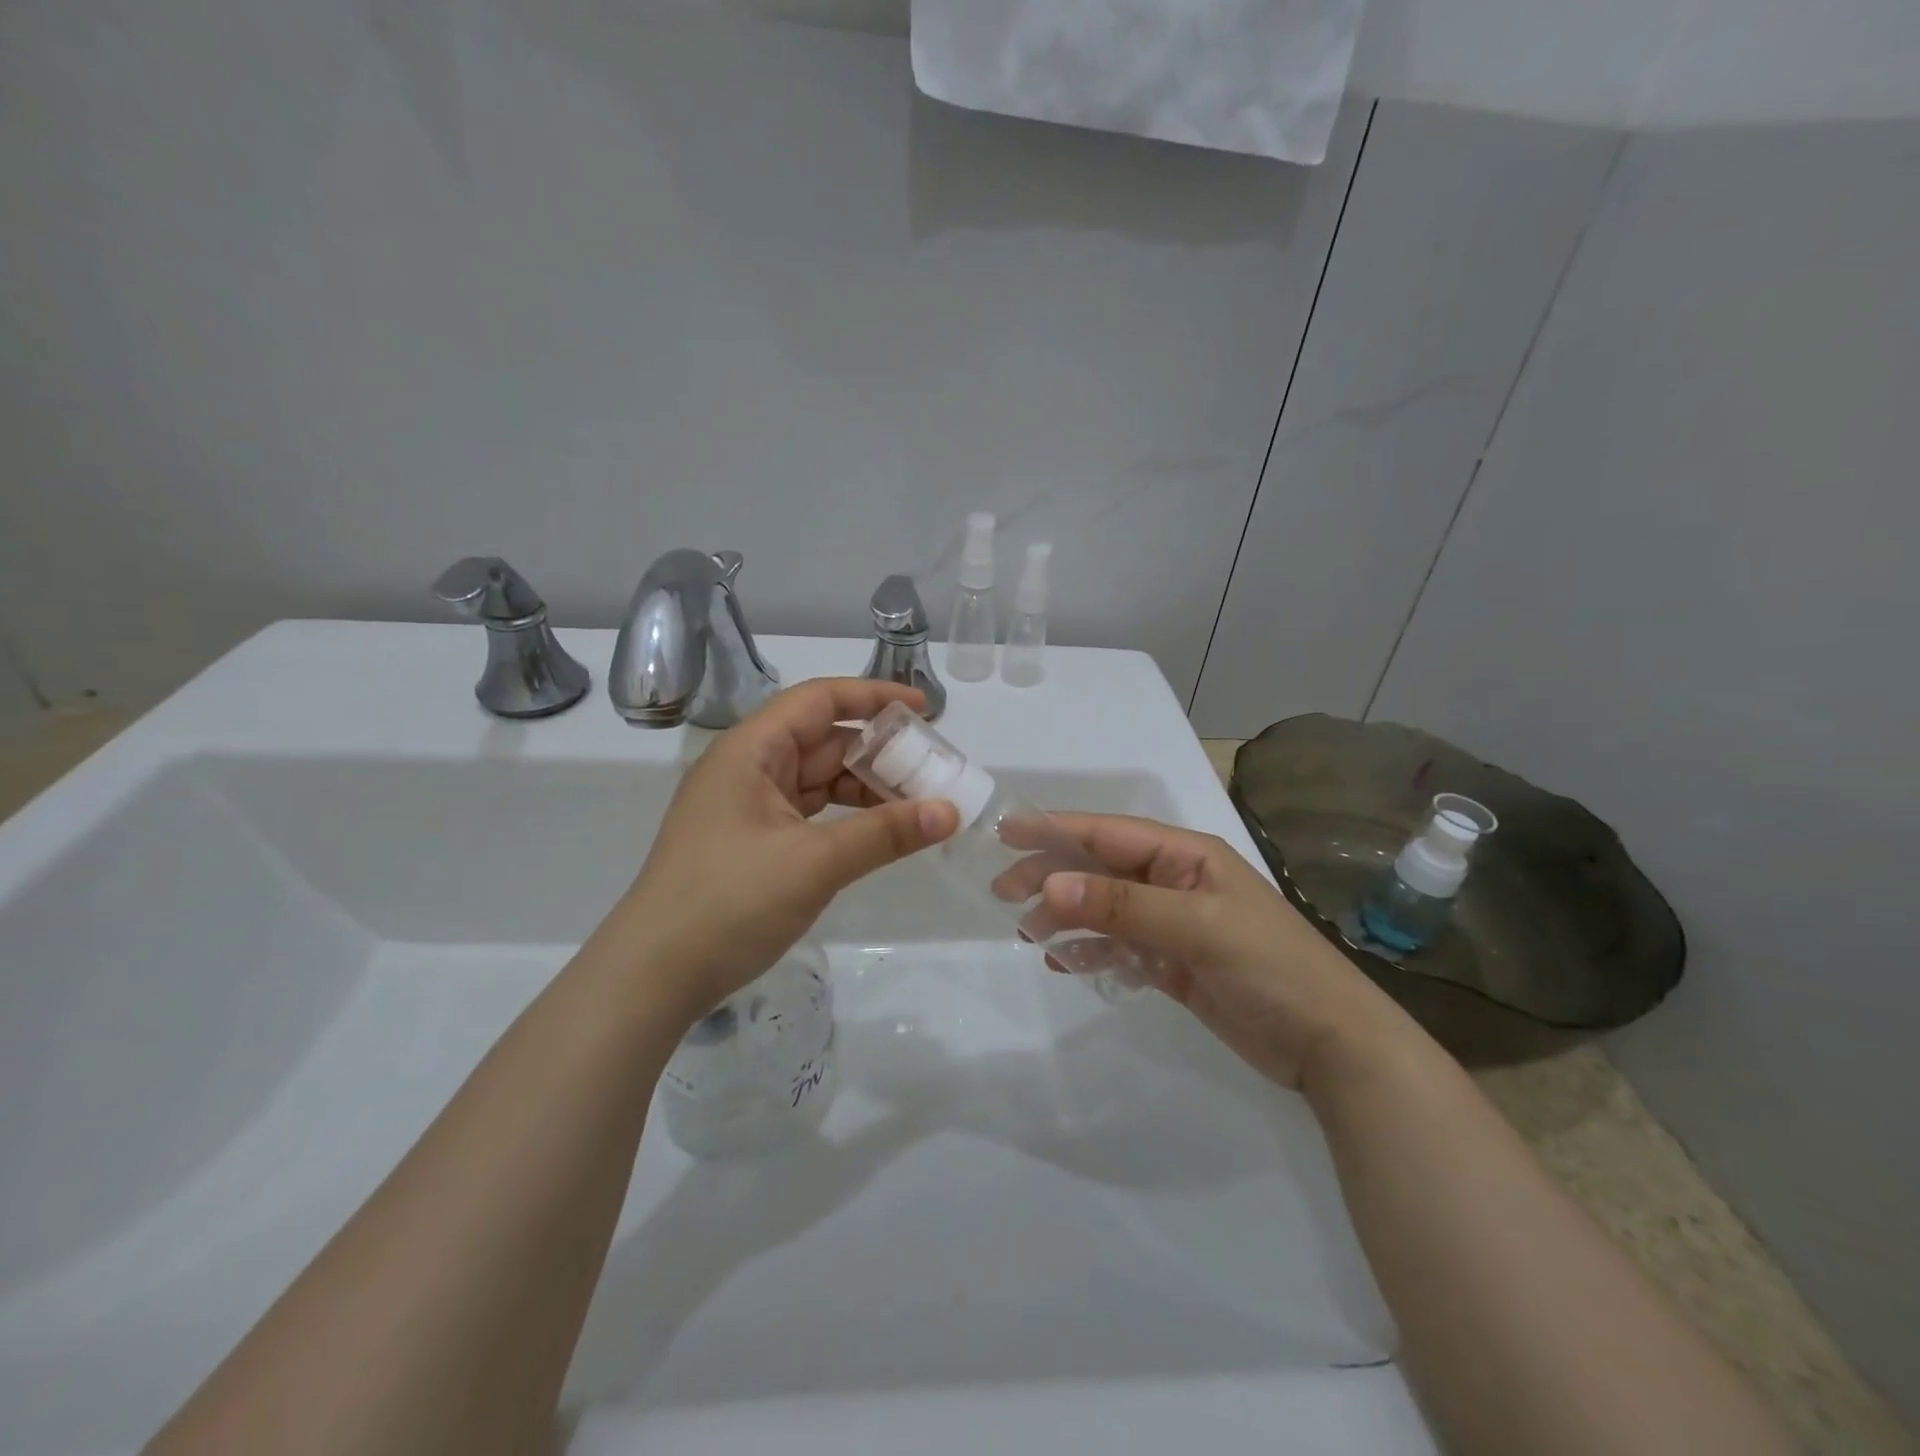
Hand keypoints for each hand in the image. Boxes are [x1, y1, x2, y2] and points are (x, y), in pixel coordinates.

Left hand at [601, 679, 957, 1021]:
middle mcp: (747, 768)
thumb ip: (884, 833)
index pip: (819, 701)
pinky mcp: (750, 842)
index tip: (923, 710)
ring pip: (817, 779)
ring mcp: (746, 807)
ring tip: (916, 804)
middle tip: (933, 769)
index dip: (873, 696)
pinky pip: (807, 813)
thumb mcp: (814, 863)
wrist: (653, 976)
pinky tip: (876, 832)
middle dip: (878, 751)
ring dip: (864, 787)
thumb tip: (950, 811)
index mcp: (751, 751)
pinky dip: (844, 817)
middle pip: (822, 740)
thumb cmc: (729, 902)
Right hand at [1033, 815, 1408, 1091]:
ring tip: (1029, 934)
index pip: (1108, 834)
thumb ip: (1123, 906)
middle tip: (1003, 894)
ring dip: (1067, 918)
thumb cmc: (1270, 968)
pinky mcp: (1173, 963)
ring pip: (1104, 910)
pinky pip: (1118, 948)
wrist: (1330, 1045)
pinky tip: (1065, 963)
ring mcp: (1173, 924)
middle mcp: (1175, 882)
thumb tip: (1049, 886)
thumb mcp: (1198, 928)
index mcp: (1186, 856)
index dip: (1056, 830)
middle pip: (1100, 870)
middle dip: (1053, 877)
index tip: (1006, 832)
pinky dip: (1091, 952)